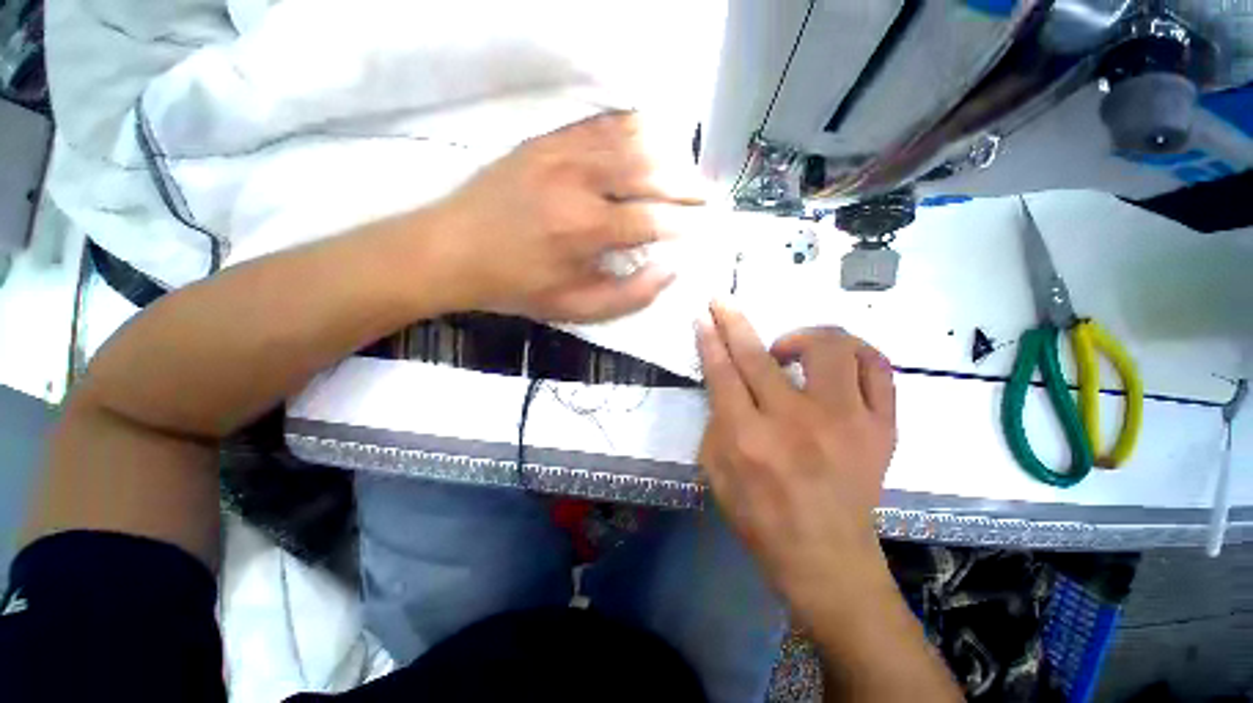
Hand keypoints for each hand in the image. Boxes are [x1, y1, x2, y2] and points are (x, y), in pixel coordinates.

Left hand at [434, 111, 704, 322]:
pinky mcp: (546, 139)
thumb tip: (671, 270)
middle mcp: (579, 181)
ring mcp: (561, 152)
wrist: (454, 250)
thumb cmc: (518, 286)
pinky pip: (600, 123)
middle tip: (710, 192)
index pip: (653, 219)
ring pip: (630, 139)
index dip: (685, 222)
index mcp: (586, 228)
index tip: (705, 226)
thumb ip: (630, 295)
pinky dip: (632, 128)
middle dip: (687, 183)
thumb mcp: (576, 308)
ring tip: (687, 169)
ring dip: (666, 153)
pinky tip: (650, 138)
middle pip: (649, 171)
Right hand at [696, 301, 896, 619]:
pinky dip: (855, 353)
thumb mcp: (716, 471)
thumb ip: (717, 420)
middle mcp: (796, 422)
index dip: (711, 339)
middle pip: (760, 354)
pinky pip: (878, 369)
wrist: (826, 559)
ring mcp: (847, 422)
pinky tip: (836, 362)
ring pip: (831, 347)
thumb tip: (726, 380)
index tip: (704, 315)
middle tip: (724, 304)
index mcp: (749, 438)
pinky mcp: (882, 428)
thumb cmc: (760, 517)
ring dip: (802, 336)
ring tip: (789, 350)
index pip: (723, 372)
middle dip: (734, 320)